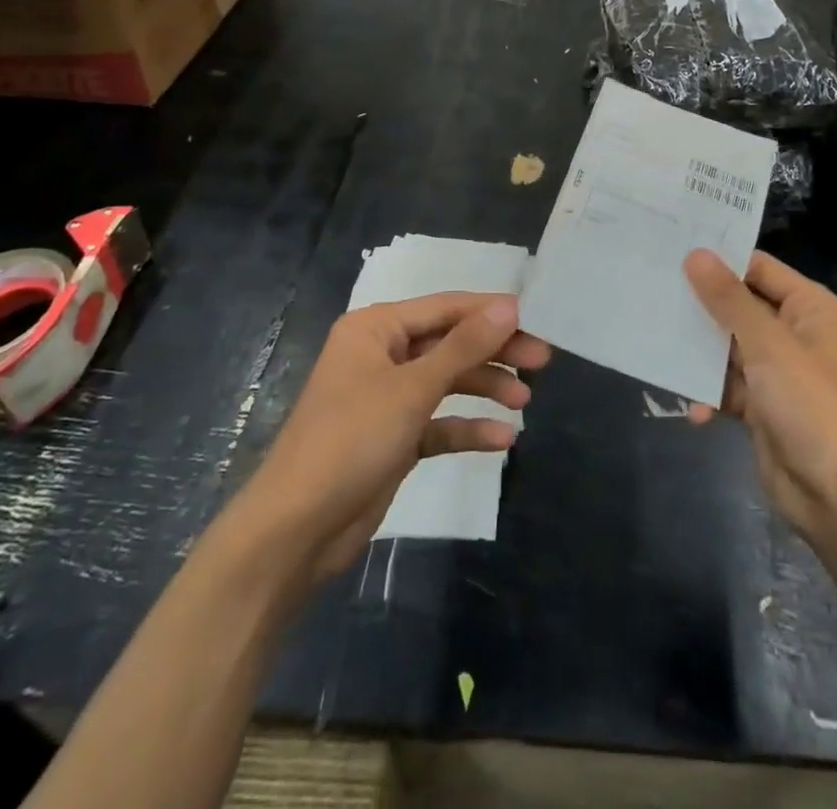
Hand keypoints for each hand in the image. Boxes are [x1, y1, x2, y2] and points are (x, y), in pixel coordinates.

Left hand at [239, 293, 550, 583]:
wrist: (295, 531)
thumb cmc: (350, 440)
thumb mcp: (413, 388)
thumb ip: (464, 346)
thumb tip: (509, 306)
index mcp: (376, 329)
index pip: (445, 307)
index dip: (490, 311)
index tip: (536, 320)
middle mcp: (381, 355)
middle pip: (450, 343)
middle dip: (494, 351)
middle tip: (541, 360)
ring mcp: (387, 398)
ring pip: (447, 381)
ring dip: (485, 388)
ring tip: (525, 400)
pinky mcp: (393, 438)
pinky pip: (438, 422)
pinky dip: (466, 428)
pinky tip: (503, 439)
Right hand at [685, 250, 836, 539]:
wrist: (836, 494)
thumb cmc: (809, 404)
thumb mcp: (767, 344)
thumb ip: (728, 299)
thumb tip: (697, 254)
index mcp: (811, 308)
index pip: (759, 269)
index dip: (720, 260)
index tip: (674, 252)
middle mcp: (797, 333)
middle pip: (741, 307)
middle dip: (703, 308)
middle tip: (656, 292)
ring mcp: (780, 371)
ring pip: (730, 347)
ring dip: (701, 354)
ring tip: (660, 345)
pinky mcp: (765, 405)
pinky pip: (729, 386)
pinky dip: (711, 394)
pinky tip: (695, 409)